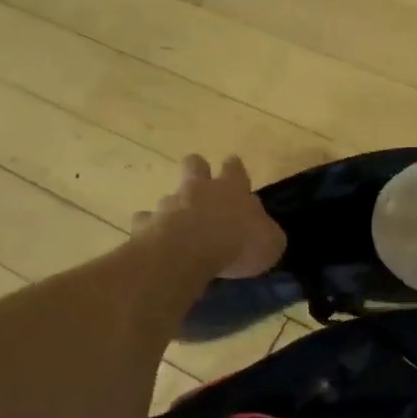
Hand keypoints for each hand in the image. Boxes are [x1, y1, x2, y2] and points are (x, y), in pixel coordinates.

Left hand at [134, 155, 285, 278]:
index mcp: (232, 189)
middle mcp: (199, 189)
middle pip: (195, 165)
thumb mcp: (270, 242)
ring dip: (174, 207)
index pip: (235, 169)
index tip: (233, 165)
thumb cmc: (238, 243)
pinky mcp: (147, 224)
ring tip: (178, 227)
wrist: (188, 252)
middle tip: (200, 182)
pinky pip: (146, 222)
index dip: (235, 168)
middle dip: (197, 169)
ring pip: (169, 196)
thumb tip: (263, 231)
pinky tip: (155, 242)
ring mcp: (170, 204)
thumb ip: (266, 233)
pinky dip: (150, 229)